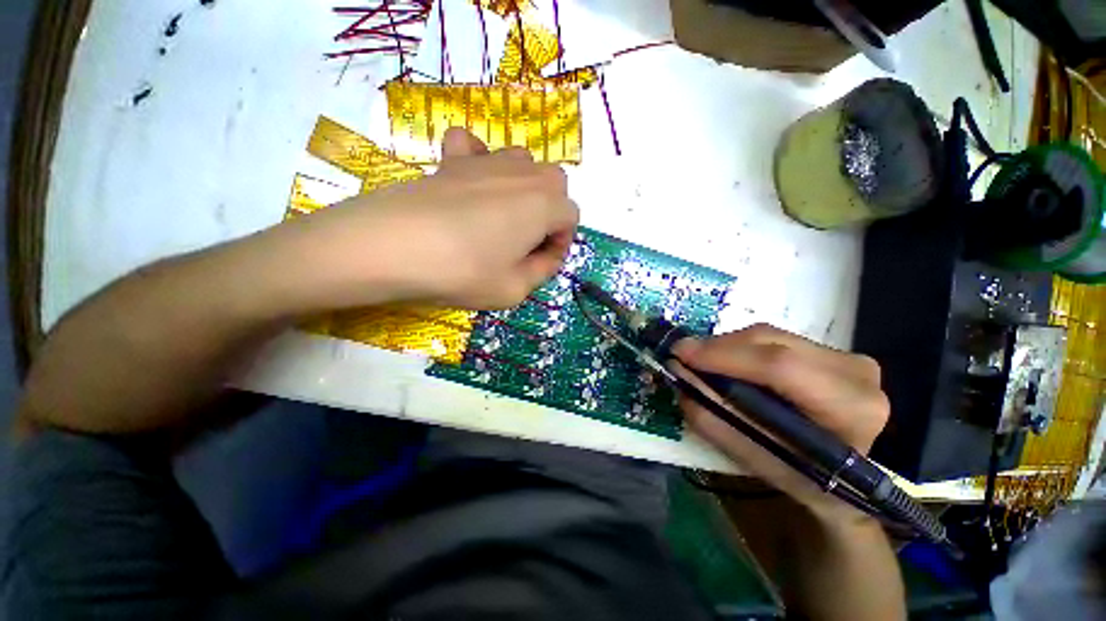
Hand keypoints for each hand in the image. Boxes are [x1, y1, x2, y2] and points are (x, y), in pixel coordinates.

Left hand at [276, 127, 578, 310]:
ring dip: (524, 189)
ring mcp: (485, 161)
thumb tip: (546, 255)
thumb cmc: (462, 272)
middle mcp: (522, 174)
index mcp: (544, 205)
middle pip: (555, 184)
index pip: (571, 218)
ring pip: (524, 163)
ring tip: (503, 218)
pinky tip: (472, 183)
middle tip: (527, 242)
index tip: (542, 263)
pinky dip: (480, 160)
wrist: (391, 246)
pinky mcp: (451, 159)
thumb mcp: (514, 290)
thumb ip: (542, 271)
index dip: (561, 243)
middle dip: (550, 213)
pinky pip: (474, 146)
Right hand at [672, 324, 889, 520]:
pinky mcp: (832, 351)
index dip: (723, 356)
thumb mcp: (755, 458)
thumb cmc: (803, 479)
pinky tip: (727, 362)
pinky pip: (773, 338)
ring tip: (701, 362)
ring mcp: (845, 356)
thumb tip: (679, 375)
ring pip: (769, 335)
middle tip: (683, 357)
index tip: (680, 354)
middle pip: (770, 341)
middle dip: (717, 347)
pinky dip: (741, 348)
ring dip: (727, 346)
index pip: (779, 367)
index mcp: (850, 409)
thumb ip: (713, 418)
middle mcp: (854, 372)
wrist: (850, 480)